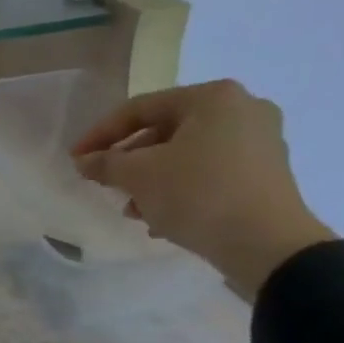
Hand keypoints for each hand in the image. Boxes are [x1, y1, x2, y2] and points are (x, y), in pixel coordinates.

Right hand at [70, 79, 335, 299]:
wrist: (267, 244)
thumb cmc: (198, 194)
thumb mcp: (138, 175)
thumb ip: (105, 163)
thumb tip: (84, 161)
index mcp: (212, 98)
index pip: (139, 109)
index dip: (100, 134)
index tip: (76, 159)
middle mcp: (242, 109)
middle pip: (164, 131)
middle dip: (128, 161)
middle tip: (104, 184)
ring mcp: (259, 141)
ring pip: (185, 155)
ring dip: (151, 180)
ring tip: (131, 209)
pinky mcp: (265, 173)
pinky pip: (208, 172)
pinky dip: (179, 189)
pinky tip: (161, 218)